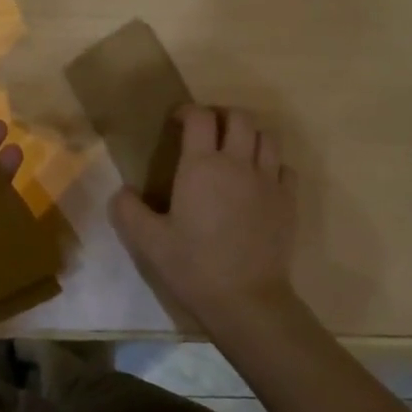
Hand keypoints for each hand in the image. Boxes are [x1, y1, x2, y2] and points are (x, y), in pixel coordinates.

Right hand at [109, 106, 297, 334]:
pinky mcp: (289, 201)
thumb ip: (128, 211)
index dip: (188, 111)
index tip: (177, 122)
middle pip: (239, 117)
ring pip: (267, 137)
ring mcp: (268, 181)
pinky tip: (260, 181)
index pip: (200, 117)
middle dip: (222, 115)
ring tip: (236, 151)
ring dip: (250, 135)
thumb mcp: (149, 242)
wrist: (247, 300)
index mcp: (202, 166)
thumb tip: (122, 191)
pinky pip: (285, 167)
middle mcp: (238, 163)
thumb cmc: (194, 267)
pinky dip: (272, 165)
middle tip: (208, 131)